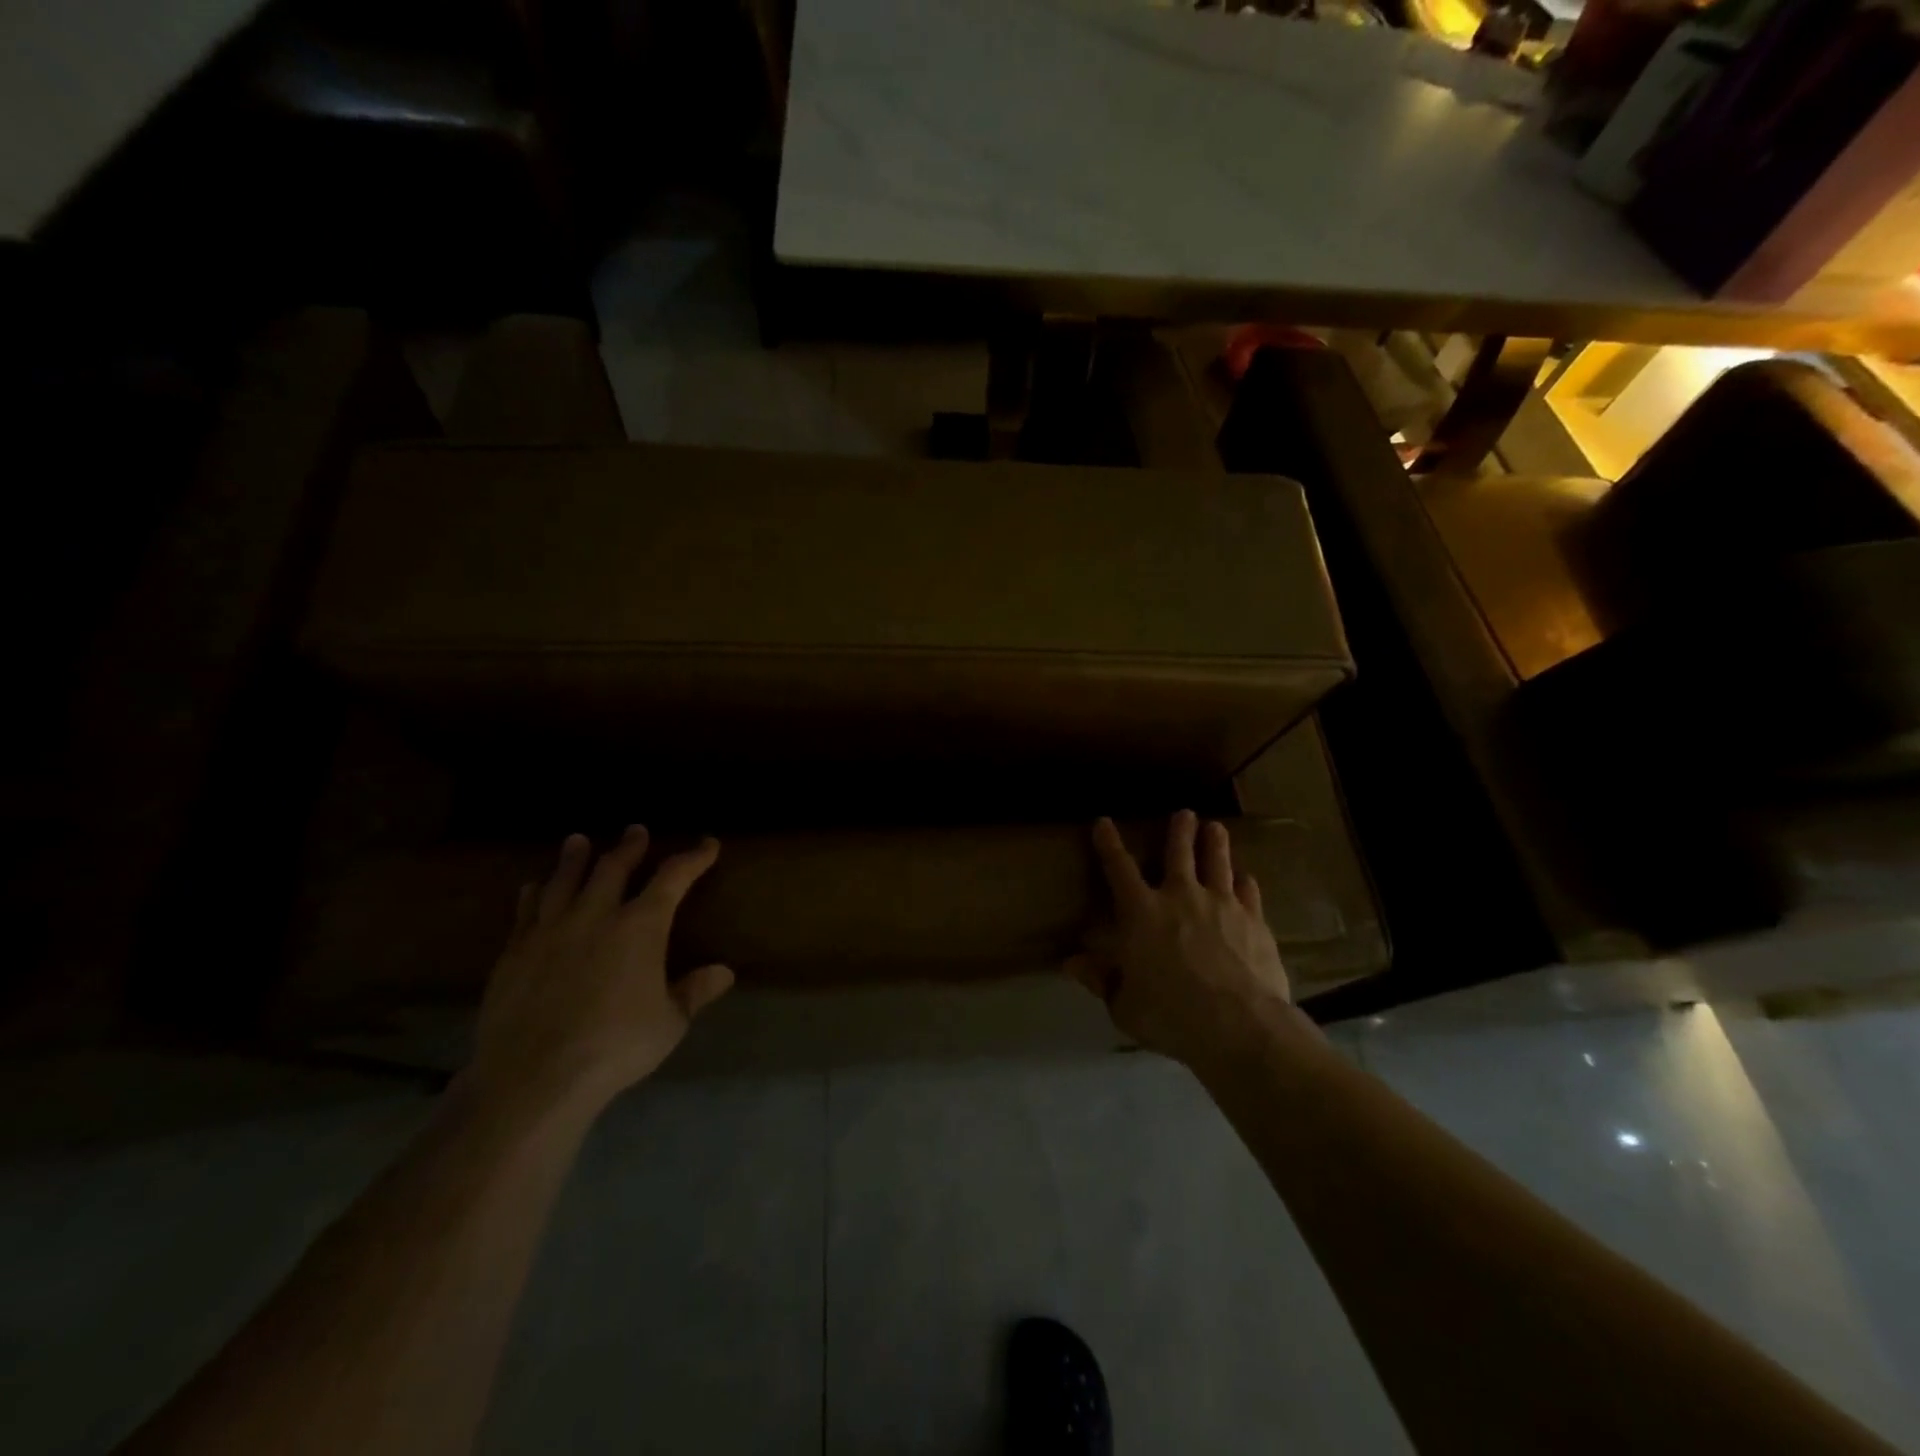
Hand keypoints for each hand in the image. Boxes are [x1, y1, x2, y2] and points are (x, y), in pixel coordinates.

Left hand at [465, 827, 733, 1117]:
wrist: (534, 1076)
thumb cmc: (615, 1047)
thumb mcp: (669, 1023)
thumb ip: (694, 992)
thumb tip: (724, 971)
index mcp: (640, 927)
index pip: (673, 878)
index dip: (693, 858)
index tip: (707, 845)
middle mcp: (595, 915)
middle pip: (613, 867)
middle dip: (629, 846)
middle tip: (636, 831)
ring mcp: (550, 930)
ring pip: (564, 880)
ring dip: (575, 857)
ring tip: (578, 840)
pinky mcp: (514, 952)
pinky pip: (526, 910)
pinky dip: (534, 893)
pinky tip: (533, 887)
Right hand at [1067, 810, 1293, 1066]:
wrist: (1238, 1025)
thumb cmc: (1170, 1015)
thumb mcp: (1124, 1005)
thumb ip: (1101, 979)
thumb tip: (1072, 962)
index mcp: (1141, 912)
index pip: (1119, 868)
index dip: (1109, 844)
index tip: (1103, 822)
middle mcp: (1181, 897)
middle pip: (1179, 853)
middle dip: (1179, 831)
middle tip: (1184, 813)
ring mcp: (1222, 905)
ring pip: (1217, 863)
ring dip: (1215, 843)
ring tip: (1215, 827)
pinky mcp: (1254, 921)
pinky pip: (1249, 892)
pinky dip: (1245, 882)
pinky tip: (1246, 878)